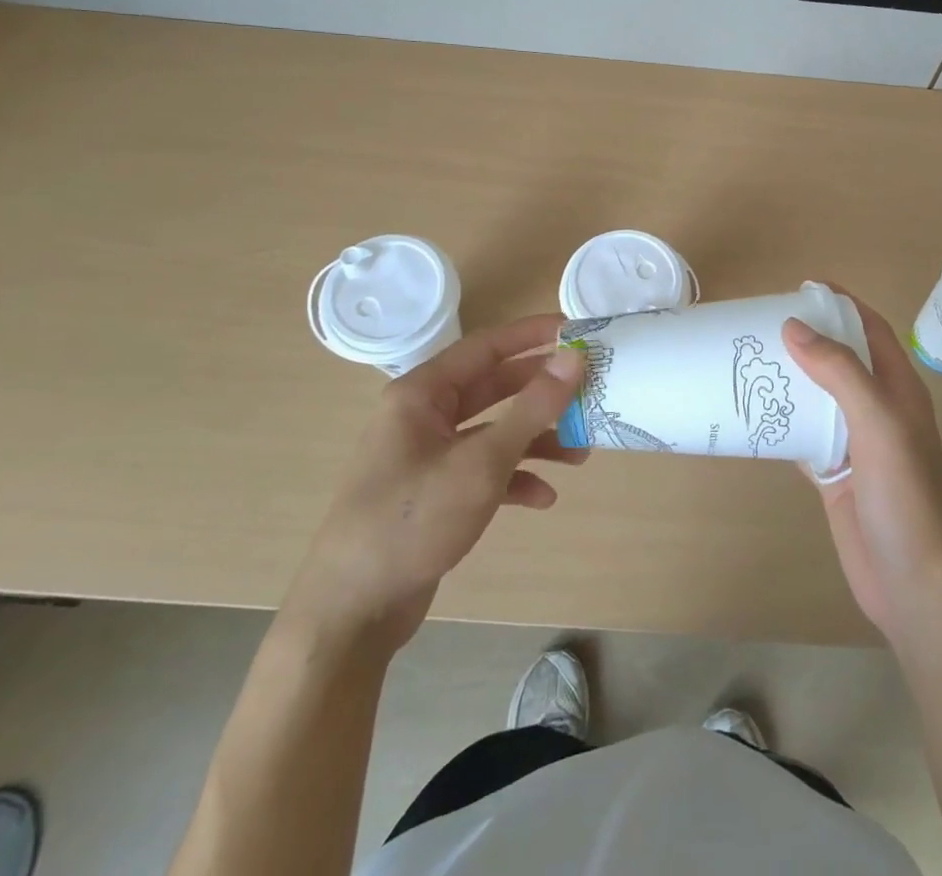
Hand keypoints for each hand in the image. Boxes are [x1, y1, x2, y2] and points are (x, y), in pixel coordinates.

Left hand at [283, 315, 586, 651]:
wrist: (353, 612)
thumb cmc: (414, 519)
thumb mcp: (482, 461)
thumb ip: (532, 407)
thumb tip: (574, 357)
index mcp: (422, 393)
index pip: (486, 346)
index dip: (532, 335)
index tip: (576, 329)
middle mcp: (423, 416)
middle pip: (493, 388)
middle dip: (542, 393)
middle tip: (588, 390)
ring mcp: (427, 456)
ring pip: (492, 431)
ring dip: (535, 439)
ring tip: (580, 454)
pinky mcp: (434, 493)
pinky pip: (483, 470)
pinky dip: (514, 478)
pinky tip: (544, 497)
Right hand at [782, 299, 941, 648]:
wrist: (915, 586)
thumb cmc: (907, 498)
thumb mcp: (879, 425)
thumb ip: (840, 373)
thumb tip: (794, 326)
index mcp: (899, 389)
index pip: (871, 329)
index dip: (841, 303)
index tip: (800, 287)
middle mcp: (877, 409)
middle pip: (839, 359)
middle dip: (806, 337)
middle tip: (758, 323)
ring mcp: (855, 443)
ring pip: (817, 396)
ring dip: (788, 378)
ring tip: (745, 360)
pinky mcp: (834, 473)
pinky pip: (802, 435)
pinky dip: (779, 421)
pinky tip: (749, 413)